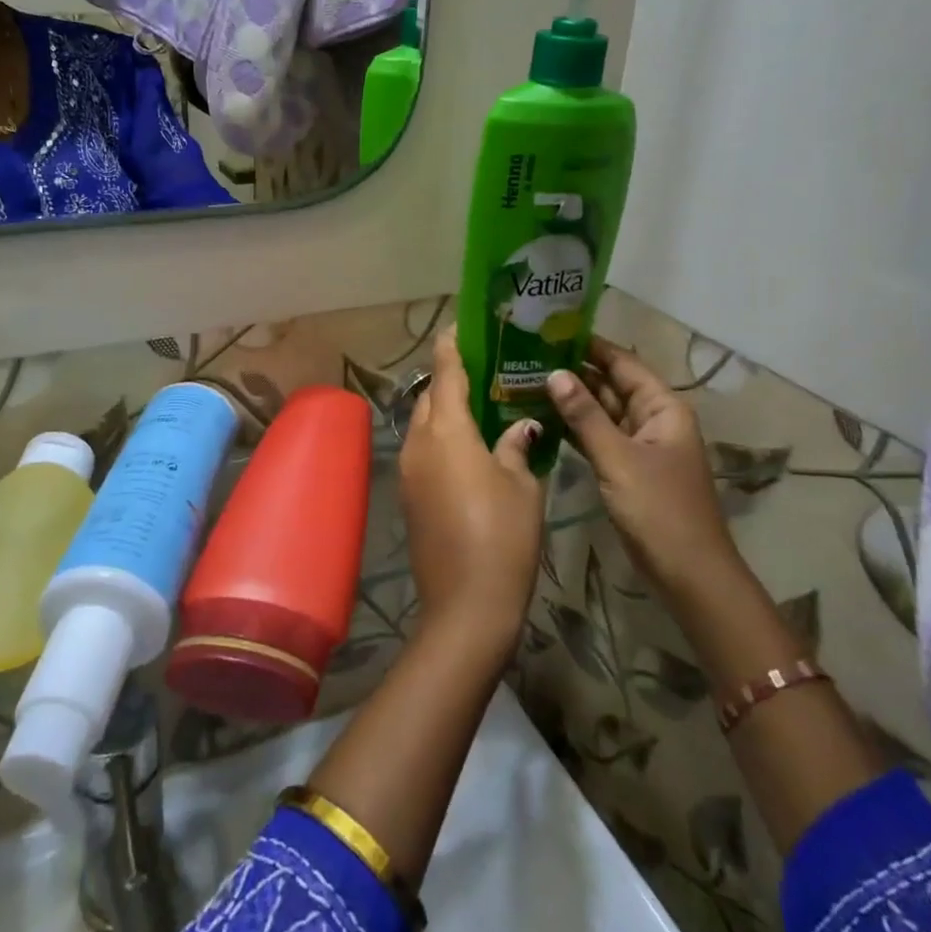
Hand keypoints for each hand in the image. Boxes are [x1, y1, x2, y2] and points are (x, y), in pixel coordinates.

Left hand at [398, 327, 544, 648]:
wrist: (466, 605)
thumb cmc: (503, 537)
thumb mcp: (522, 485)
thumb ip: (517, 445)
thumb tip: (520, 426)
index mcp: (447, 432)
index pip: (446, 373)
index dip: (452, 346)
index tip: (460, 326)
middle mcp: (419, 443)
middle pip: (431, 397)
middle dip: (450, 379)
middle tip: (483, 371)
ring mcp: (408, 471)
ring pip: (424, 424)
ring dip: (445, 411)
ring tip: (479, 407)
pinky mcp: (408, 496)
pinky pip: (423, 451)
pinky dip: (441, 439)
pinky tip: (469, 448)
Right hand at [546, 337, 739, 601]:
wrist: (688, 573)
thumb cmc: (658, 509)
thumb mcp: (618, 458)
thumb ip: (584, 416)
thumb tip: (554, 373)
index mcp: (662, 408)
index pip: (623, 363)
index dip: (590, 346)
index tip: (550, 331)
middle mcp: (653, 419)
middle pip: (610, 385)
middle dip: (574, 372)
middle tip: (528, 357)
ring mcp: (639, 446)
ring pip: (601, 413)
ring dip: (571, 401)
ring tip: (526, 381)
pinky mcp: (627, 469)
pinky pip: (598, 438)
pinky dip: (574, 429)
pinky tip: (542, 420)